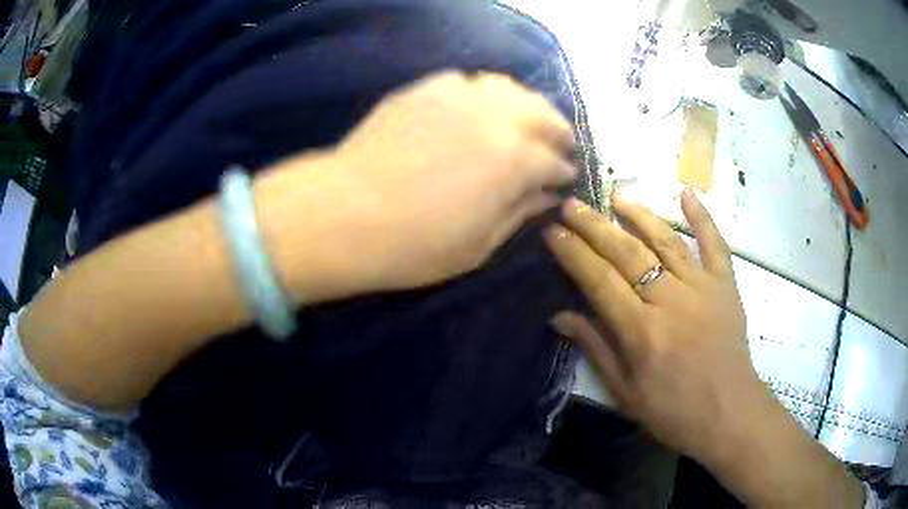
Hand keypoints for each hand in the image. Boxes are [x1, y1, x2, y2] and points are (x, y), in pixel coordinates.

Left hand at [330, 70, 576, 289]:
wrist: (343, 215)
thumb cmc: (413, 245)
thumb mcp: (479, 245)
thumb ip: (519, 213)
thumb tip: (547, 195)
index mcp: (515, 160)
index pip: (554, 161)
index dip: (563, 173)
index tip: (564, 180)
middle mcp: (495, 116)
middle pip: (542, 112)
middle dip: (557, 129)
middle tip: (558, 145)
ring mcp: (457, 96)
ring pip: (508, 87)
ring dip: (525, 104)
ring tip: (524, 121)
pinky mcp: (424, 90)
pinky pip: (465, 82)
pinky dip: (481, 94)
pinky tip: (475, 109)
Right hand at [544, 190, 770, 463]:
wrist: (728, 414)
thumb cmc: (674, 412)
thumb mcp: (625, 393)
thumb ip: (596, 349)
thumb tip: (560, 316)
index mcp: (641, 332)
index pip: (599, 280)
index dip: (573, 253)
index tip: (552, 230)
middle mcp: (670, 301)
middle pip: (627, 253)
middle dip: (594, 226)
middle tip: (570, 203)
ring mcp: (702, 288)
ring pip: (666, 241)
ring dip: (639, 215)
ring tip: (616, 194)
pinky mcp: (726, 286)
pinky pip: (715, 244)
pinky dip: (703, 217)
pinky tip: (687, 193)